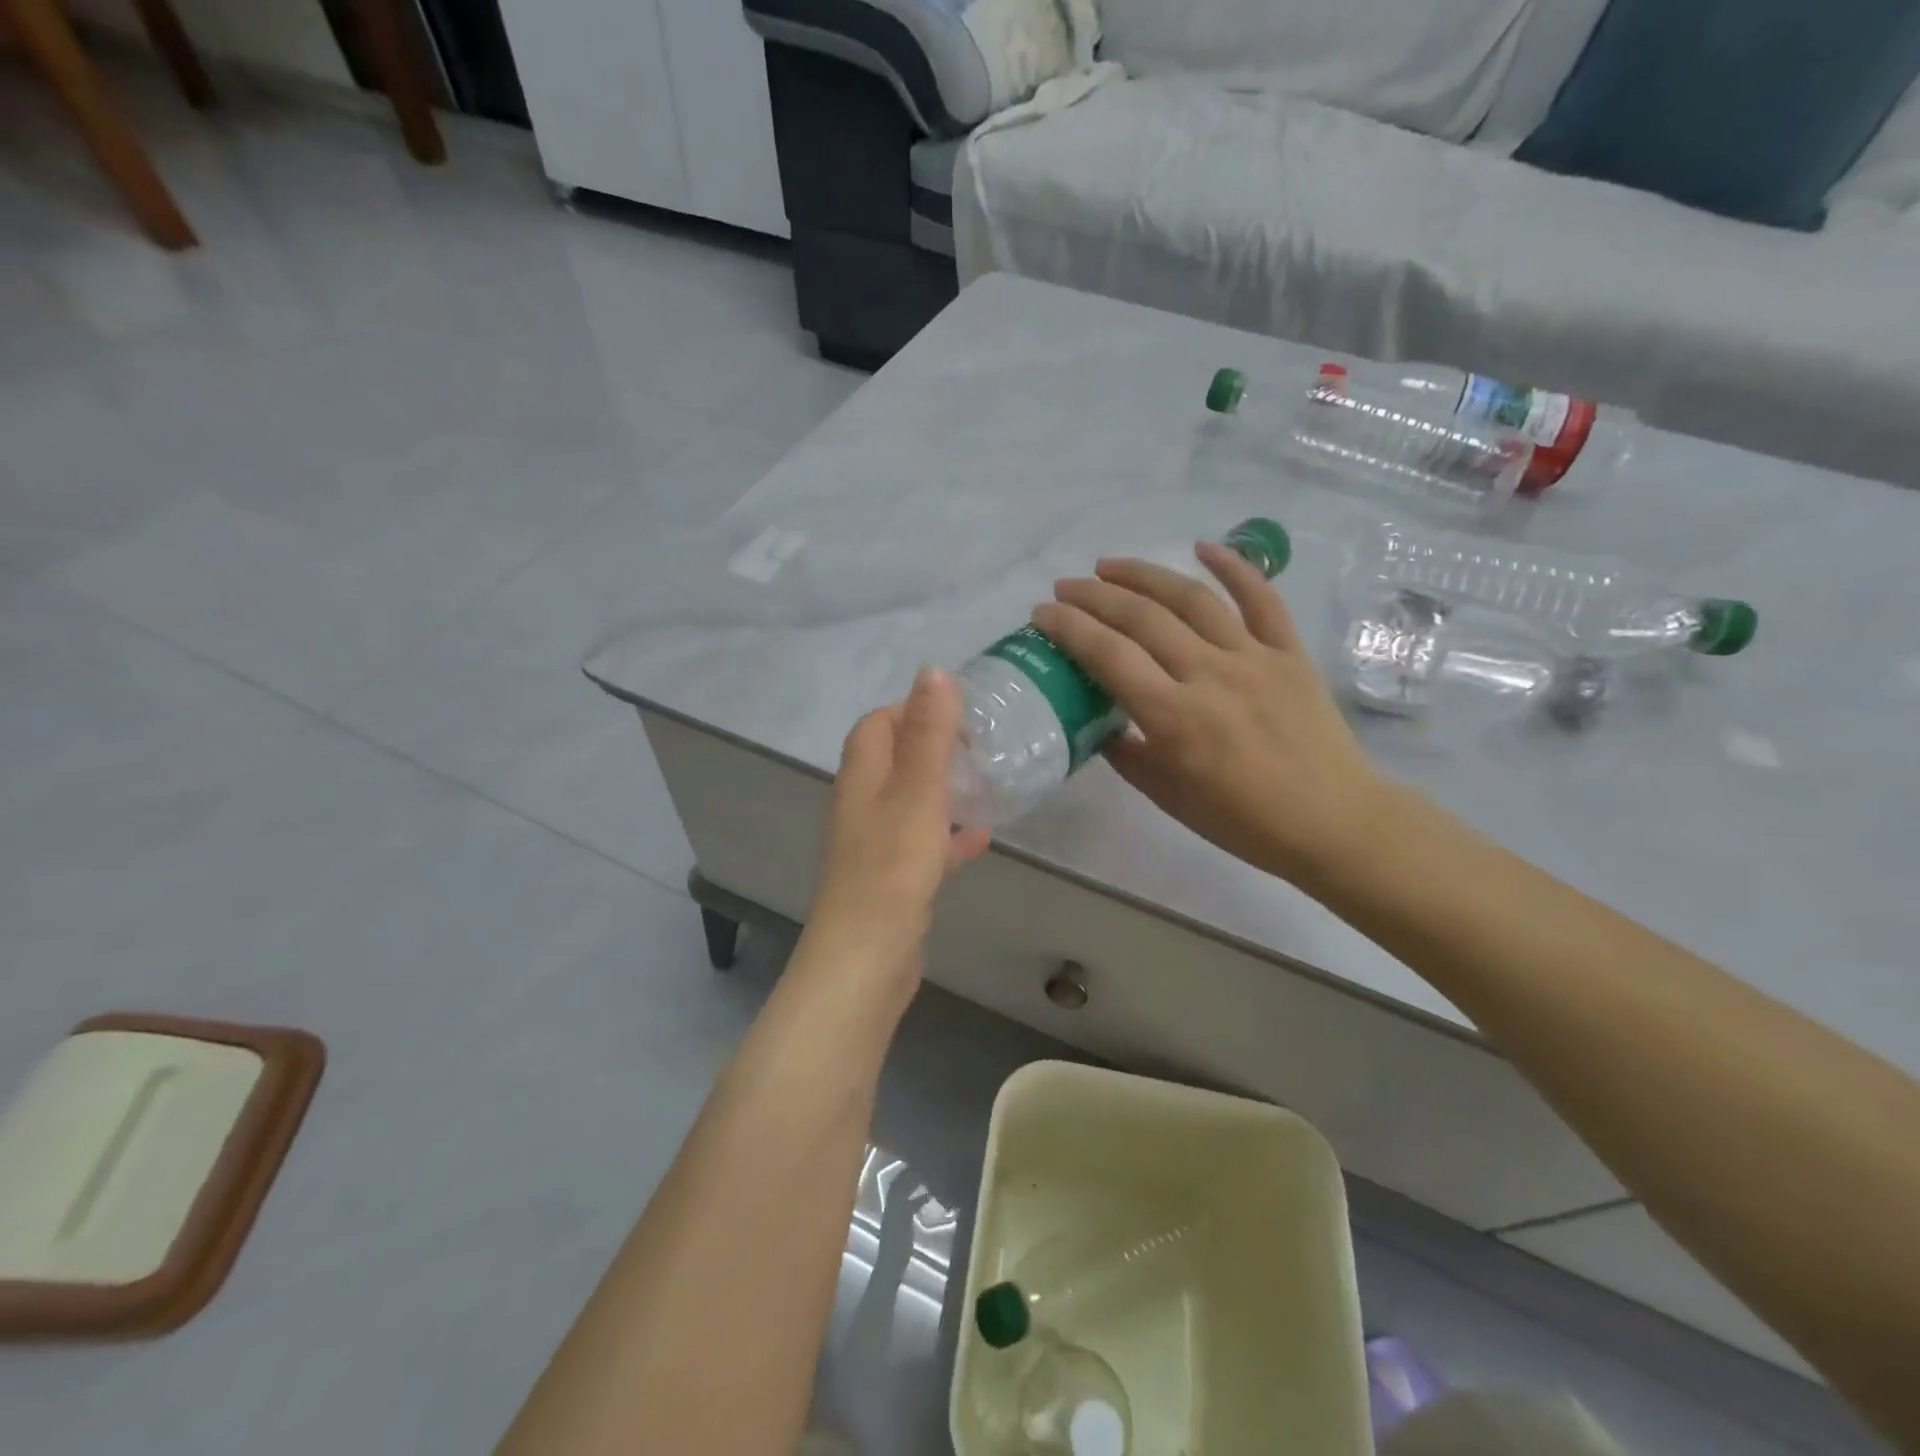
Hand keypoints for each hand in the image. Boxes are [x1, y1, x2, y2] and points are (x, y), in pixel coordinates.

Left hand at [805, 667, 990, 987]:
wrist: (867, 960)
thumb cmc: (892, 868)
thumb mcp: (917, 793)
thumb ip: (928, 733)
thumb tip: (933, 670)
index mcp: (862, 777)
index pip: (878, 724)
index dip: (912, 710)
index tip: (960, 713)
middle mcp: (863, 805)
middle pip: (894, 760)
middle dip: (934, 747)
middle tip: (981, 747)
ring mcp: (877, 845)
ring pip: (911, 801)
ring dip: (943, 789)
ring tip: (986, 783)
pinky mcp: (894, 879)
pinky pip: (924, 844)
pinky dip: (949, 835)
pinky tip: (981, 838)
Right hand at [1032, 542, 1387, 887]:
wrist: (1331, 822)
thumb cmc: (1242, 821)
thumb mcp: (1166, 796)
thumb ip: (1126, 754)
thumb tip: (1102, 722)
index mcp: (1173, 718)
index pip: (1108, 656)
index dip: (1069, 628)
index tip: (1042, 613)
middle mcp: (1208, 675)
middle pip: (1142, 618)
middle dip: (1095, 596)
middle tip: (1066, 587)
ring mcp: (1253, 657)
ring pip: (1192, 599)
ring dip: (1145, 575)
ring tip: (1110, 566)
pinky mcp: (1289, 652)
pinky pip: (1261, 598)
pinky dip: (1234, 566)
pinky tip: (1203, 546)